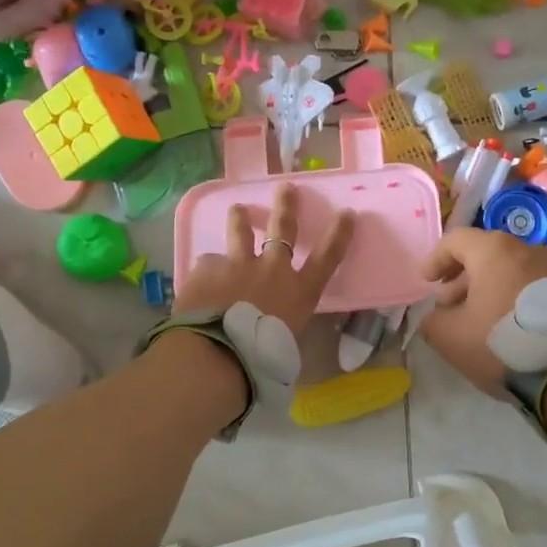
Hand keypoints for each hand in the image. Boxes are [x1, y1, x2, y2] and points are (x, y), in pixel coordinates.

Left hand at [172, 183, 355, 338]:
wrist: (218, 352)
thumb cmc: (262, 357)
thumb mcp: (286, 345)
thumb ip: (282, 326)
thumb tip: (273, 331)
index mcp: (299, 291)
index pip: (327, 257)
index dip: (339, 234)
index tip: (346, 213)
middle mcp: (272, 269)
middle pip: (282, 229)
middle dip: (286, 207)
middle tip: (286, 188)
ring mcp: (238, 265)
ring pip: (240, 233)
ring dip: (240, 220)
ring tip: (237, 209)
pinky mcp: (207, 269)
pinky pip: (208, 265)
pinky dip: (207, 272)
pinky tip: (199, 283)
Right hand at [421, 229, 546, 396]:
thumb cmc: (499, 342)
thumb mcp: (449, 337)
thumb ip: (432, 321)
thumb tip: (437, 317)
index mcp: (493, 250)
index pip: (455, 240)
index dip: (435, 260)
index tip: (426, 282)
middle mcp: (526, 249)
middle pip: (485, 254)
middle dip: (461, 278)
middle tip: (449, 305)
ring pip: (510, 270)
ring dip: (488, 288)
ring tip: (478, 318)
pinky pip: (532, 285)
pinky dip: (513, 297)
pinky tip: (507, 325)